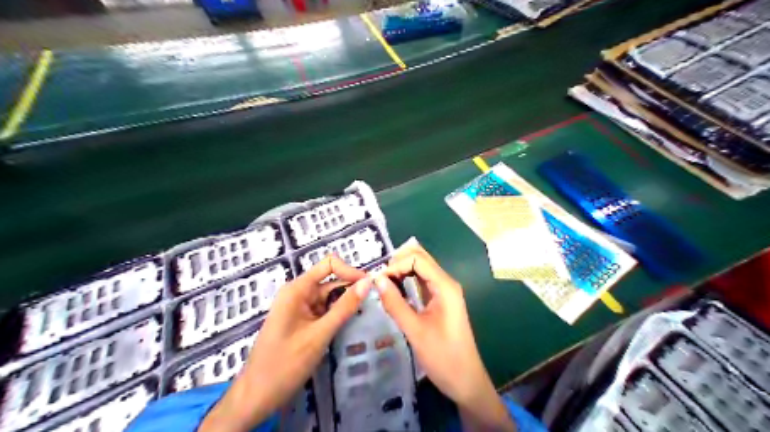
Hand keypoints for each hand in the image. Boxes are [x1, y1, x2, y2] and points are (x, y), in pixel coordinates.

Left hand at [199, 255, 370, 430]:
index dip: (350, 271)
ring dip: (346, 304)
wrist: (256, 397)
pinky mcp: (303, 321)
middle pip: (331, 280)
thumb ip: (344, 308)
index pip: (329, 264)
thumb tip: (367, 282)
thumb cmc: (285, 365)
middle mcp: (298, 293)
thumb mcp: (319, 335)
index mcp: (297, 289)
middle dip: (351, 289)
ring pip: (330, 297)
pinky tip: (350, 324)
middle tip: (374, 303)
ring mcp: (300, 307)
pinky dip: (337, 315)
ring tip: (366, 315)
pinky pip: (324, 310)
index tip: (369, 287)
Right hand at [374, 242, 512, 431]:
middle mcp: (446, 283)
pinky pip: (422, 281)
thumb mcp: (415, 331)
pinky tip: (395, 291)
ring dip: (401, 271)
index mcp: (445, 286)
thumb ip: (395, 303)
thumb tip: (377, 280)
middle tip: (379, 280)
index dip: (396, 265)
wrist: (466, 382)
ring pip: (421, 268)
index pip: (417, 259)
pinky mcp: (441, 301)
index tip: (378, 281)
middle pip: (420, 258)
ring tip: (383, 285)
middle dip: (398, 263)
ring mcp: (444, 291)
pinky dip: (407, 281)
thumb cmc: (443, 357)